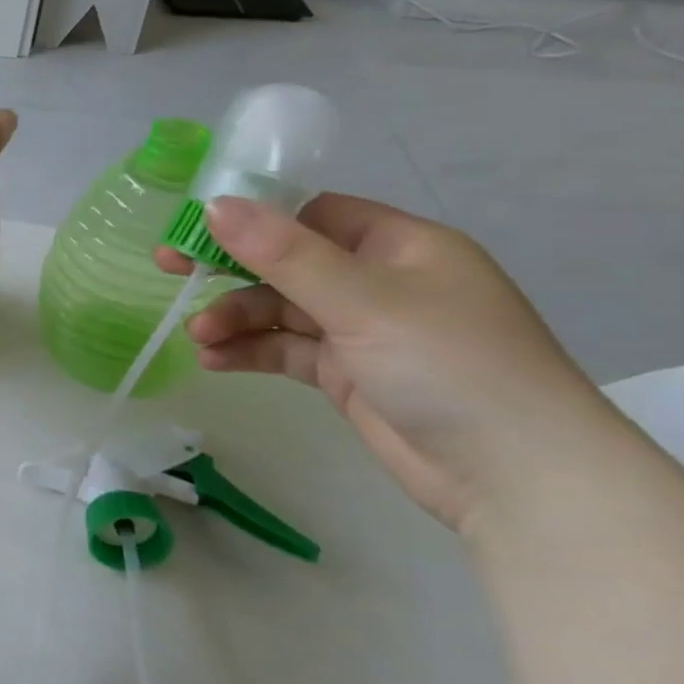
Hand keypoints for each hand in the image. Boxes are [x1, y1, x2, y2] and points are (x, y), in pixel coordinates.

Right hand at [157, 194, 615, 531]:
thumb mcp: (361, 300)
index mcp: (399, 246)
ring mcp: (363, 330)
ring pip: (278, 309)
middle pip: (285, 261)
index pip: (311, 213)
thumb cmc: (448, 364)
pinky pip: (284, 349)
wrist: (515, 478)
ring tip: (200, 337)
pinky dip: (249, 350)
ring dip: (234, 318)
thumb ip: (283, 253)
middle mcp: (380, 281)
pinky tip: (215, 360)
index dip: (252, 216)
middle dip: (228, 268)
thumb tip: (216, 205)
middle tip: (168, 268)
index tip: (193, 225)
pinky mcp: (347, 373)